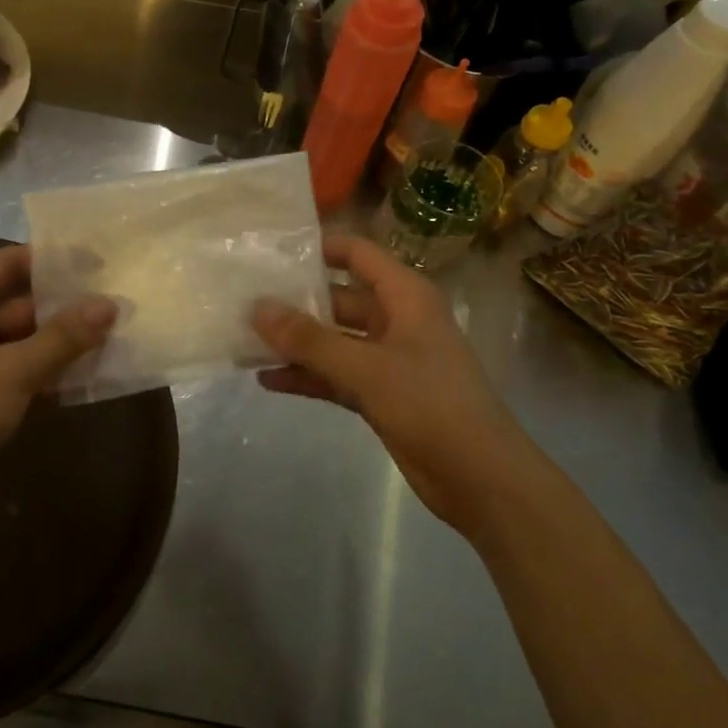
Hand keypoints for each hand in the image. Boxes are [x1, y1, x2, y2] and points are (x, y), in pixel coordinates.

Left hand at [0, 245, 114, 529]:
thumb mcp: (11, 370)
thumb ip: (63, 336)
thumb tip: (111, 304)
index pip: (9, 262)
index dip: (53, 259)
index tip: (99, 260)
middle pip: (23, 302)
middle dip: (69, 305)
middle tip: (119, 299)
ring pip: (30, 339)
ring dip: (67, 340)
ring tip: (119, 332)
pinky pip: (28, 369)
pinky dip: (56, 370)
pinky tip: (97, 371)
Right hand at [252, 235, 521, 539]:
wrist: (481, 478)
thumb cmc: (431, 405)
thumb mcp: (367, 368)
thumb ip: (310, 339)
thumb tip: (257, 308)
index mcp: (406, 297)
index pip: (358, 255)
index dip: (320, 248)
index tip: (273, 252)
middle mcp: (397, 320)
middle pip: (339, 299)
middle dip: (297, 303)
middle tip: (246, 302)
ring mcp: (389, 359)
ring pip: (335, 340)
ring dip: (297, 343)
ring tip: (247, 340)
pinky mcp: (382, 395)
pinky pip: (337, 375)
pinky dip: (308, 376)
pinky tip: (268, 380)